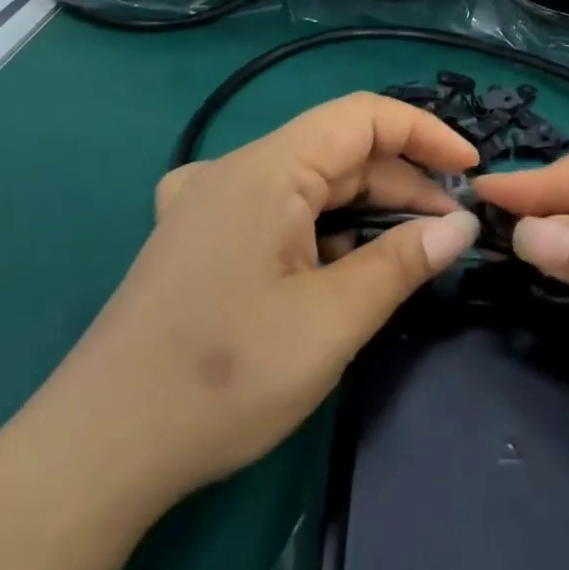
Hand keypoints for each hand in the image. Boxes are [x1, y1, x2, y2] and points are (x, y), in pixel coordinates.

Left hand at [25, 94, 482, 523]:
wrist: (96, 453)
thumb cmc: (224, 379)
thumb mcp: (332, 320)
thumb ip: (403, 262)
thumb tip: (461, 224)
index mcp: (264, 168)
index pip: (363, 116)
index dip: (425, 133)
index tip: (472, 170)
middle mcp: (233, 170)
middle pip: (338, 152)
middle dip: (402, 184)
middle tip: (452, 230)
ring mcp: (209, 204)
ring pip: (309, 185)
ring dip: (366, 212)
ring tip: (410, 255)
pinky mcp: (197, 239)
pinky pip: (277, 213)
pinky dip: (324, 231)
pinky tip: (339, 273)